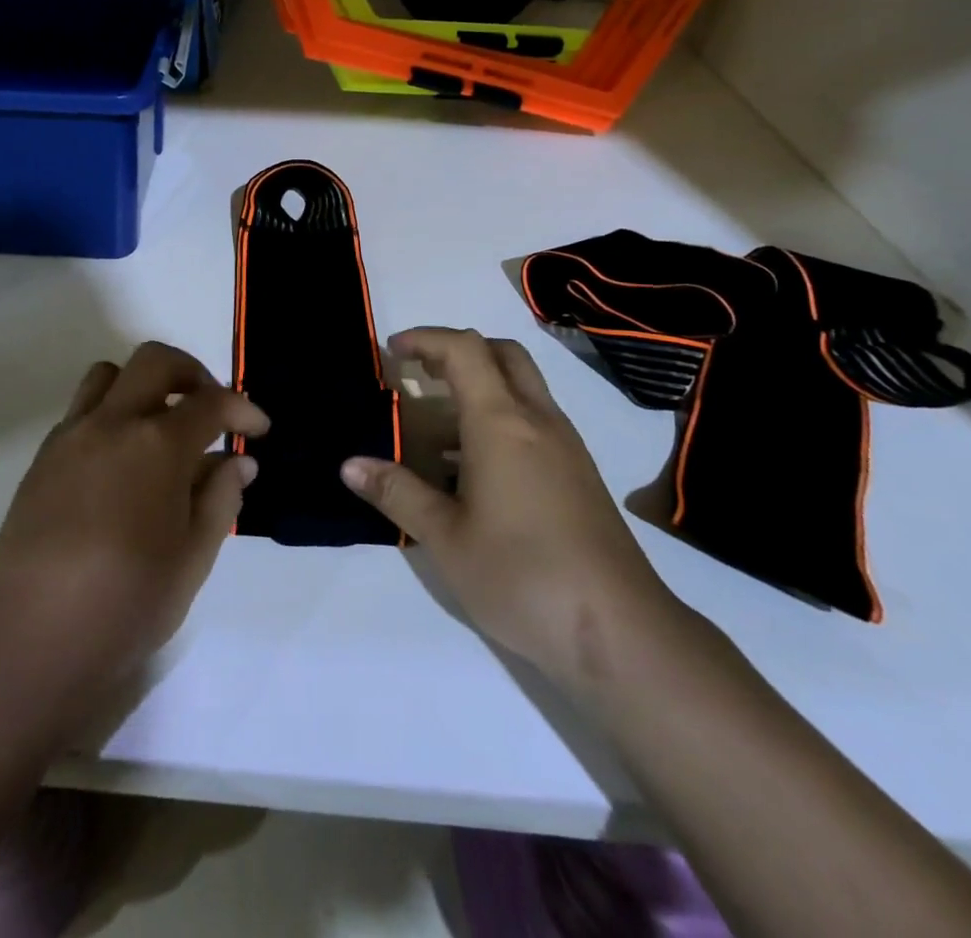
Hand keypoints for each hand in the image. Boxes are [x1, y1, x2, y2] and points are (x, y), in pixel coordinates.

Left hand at [0, 343, 266, 696]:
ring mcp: (72, 436)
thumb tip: (237, 462)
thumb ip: (221, 498)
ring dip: (143, 386)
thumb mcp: (194, 557)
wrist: (34, 635)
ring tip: (160, 426)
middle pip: (156, 361)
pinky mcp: (43, 457)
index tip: (258, 430)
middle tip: (210, 409)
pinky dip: (110, 416)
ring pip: (109, 375)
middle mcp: (113, 423)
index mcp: (158, 445)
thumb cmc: (127, 601)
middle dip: (192, 373)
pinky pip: (81, 411)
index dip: (243, 410)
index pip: (211, 402)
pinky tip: (121, 463)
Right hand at [341, 327, 680, 688]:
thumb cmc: (522, 575)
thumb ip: (397, 493)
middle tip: (419, 374)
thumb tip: (350, 465)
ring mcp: (565, 446)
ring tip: (436, 429)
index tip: (391, 351)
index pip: (463, 350)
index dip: (424, 339)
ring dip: (479, 387)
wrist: (620, 632)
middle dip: (457, 351)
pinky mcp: (579, 475)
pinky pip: (534, 422)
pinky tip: (473, 470)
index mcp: (501, 422)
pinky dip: (500, 419)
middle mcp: (538, 420)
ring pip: (522, 387)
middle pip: (502, 354)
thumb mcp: (445, 538)